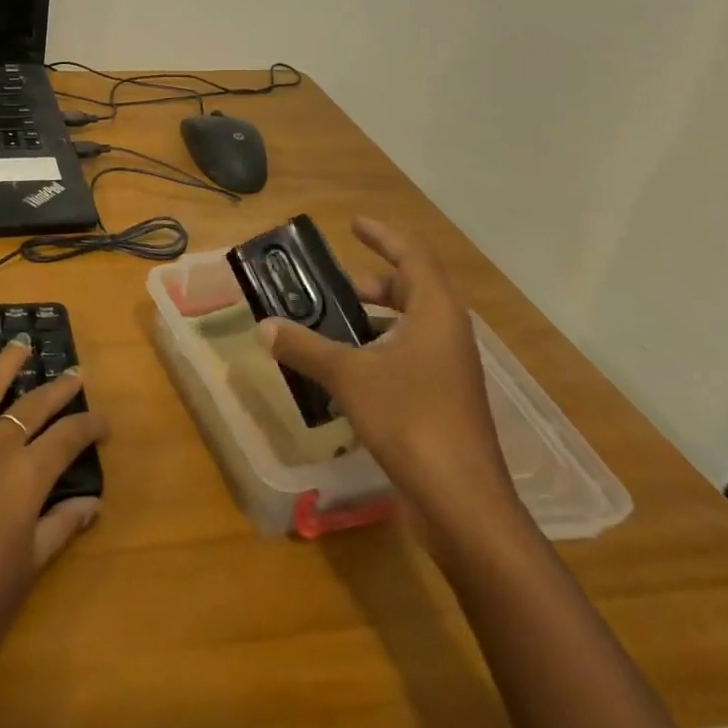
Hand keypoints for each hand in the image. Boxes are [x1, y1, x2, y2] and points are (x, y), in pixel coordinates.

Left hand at [0, 309, 108, 692]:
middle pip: (34, 406)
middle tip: (75, 374)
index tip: (101, 421)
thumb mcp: (27, 572)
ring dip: (8, 362)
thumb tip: (94, 502)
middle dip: (59, 389)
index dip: (89, 426)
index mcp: (27, 479)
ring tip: (22, 344)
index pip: (68, 439)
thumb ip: (60, 527)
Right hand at [259, 217, 516, 524]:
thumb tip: (265, 327)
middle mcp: (448, 335)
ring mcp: (449, 371)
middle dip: (374, 280)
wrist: (463, 503)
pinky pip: (408, 357)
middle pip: (413, 290)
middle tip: (335, 281)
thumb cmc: (411, 419)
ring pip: (411, 327)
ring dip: (375, 318)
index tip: (354, 224)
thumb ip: (305, 347)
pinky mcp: (442, 402)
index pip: (413, 257)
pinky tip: (346, 369)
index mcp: (436, 314)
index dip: (384, 236)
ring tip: (333, 322)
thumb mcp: (349, 376)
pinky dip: (378, 350)